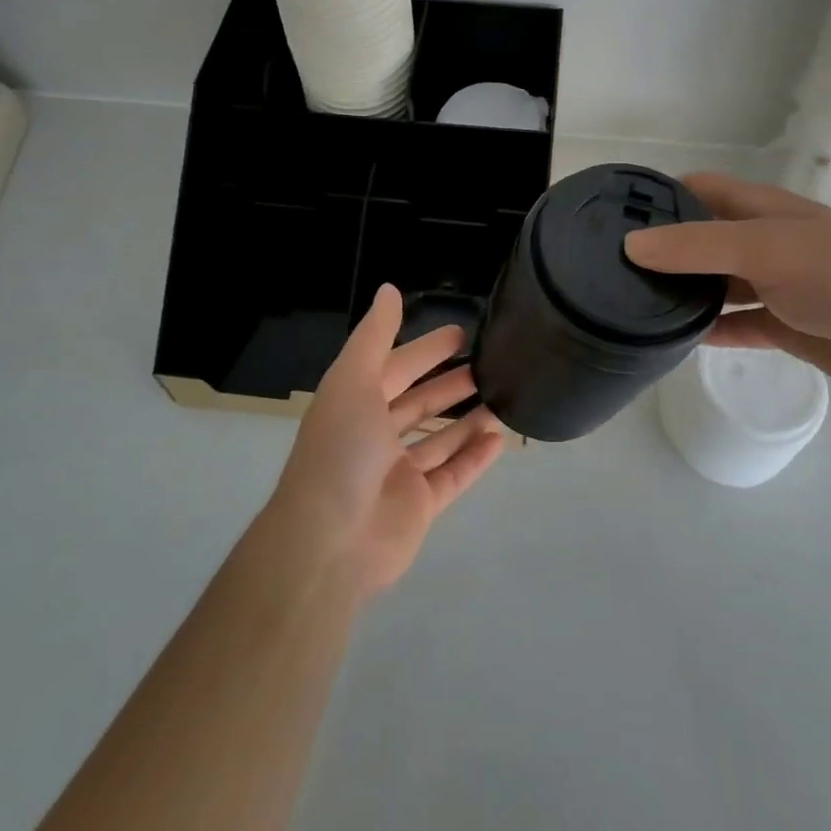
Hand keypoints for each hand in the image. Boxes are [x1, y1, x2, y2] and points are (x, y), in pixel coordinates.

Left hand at [264, 285, 507, 601]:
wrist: (328, 542)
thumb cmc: (340, 450)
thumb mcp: (353, 380)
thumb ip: (375, 335)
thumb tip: (389, 289)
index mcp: (355, 404)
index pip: (396, 368)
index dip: (426, 350)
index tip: (462, 333)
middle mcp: (375, 436)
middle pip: (419, 403)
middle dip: (450, 383)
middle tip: (490, 363)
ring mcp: (397, 473)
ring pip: (439, 440)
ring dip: (467, 419)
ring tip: (503, 398)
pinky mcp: (418, 506)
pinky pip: (452, 476)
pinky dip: (474, 458)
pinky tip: (500, 440)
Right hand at [623, 171, 830, 394]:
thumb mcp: (762, 248)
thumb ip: (696, 247)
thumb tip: (630, 245)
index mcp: (759, 209)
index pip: (697, 190)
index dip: (657, 197)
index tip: (610, 216)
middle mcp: (761, 241)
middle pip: (700, 239)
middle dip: (661, 249)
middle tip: (609, 268)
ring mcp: (773, 285)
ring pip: (715, 284)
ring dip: (682, 291)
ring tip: (630, 304)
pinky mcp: (783, 326)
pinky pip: (734, 324)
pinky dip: (708, 330)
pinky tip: (673, 340)